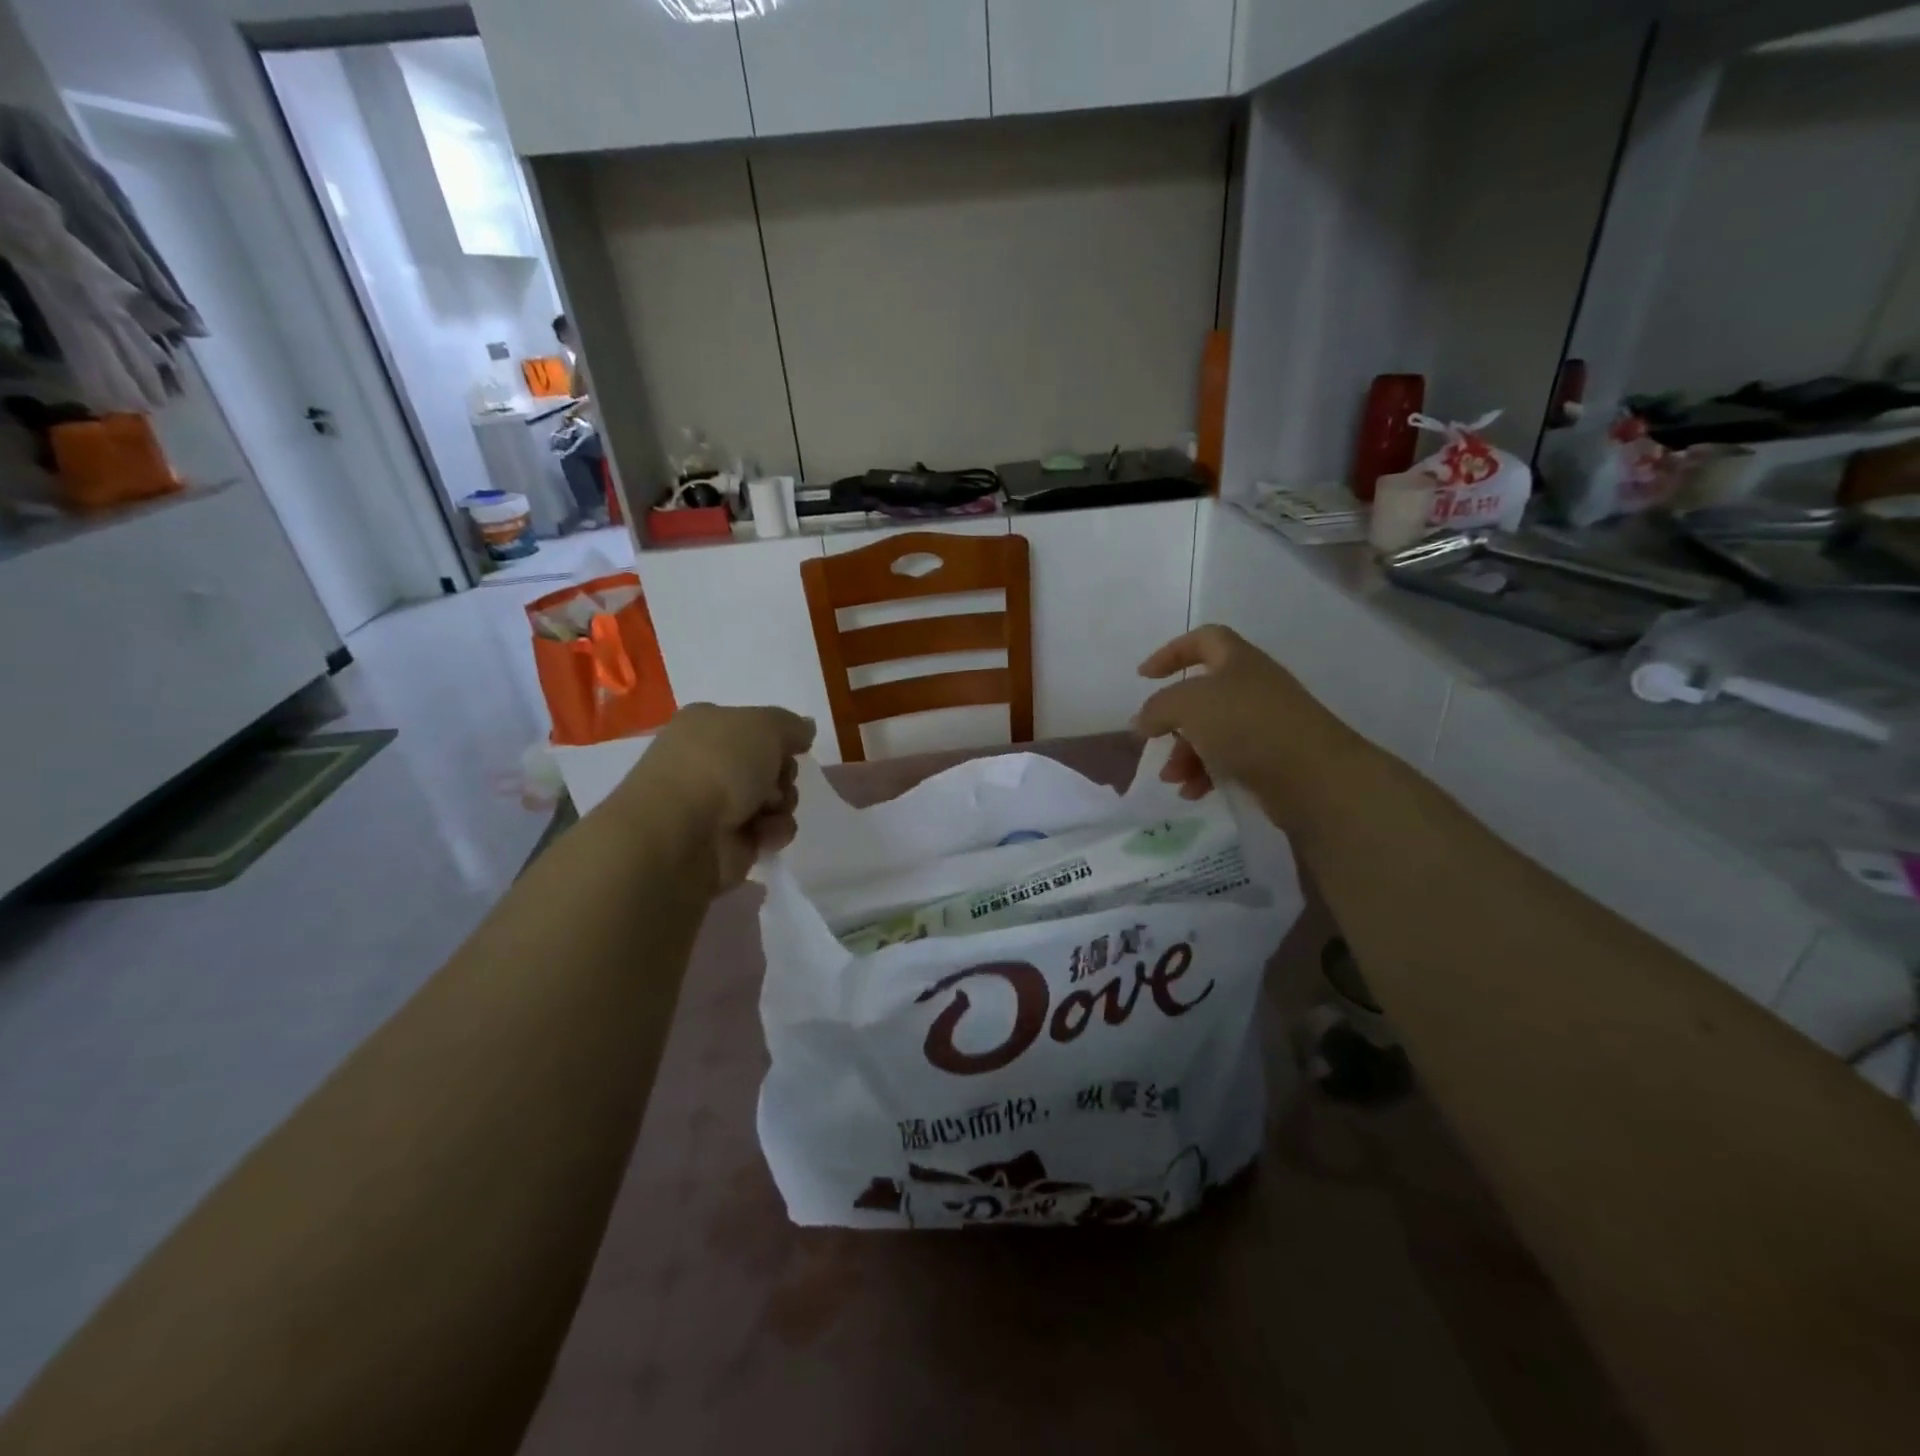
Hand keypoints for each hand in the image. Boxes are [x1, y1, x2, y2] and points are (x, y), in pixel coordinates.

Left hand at [614, 704, 815, 889]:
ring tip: (770, 810)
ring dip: (783, 804)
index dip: (776, 736)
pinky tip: (764, 835)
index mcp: (705, 726)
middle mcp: (707, 763)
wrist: (680, 833)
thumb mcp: (766, 725)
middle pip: (768, 765)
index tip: (790, 747)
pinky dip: (773, 832)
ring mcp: (715, 806)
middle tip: (777, 781)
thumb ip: (792, 725)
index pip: (751, 726)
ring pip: (772, 800)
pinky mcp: (726, 844)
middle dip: (783, 774)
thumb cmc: (719, 765)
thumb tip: (805, 729)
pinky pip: (767, 833)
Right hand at [1133, 625, 1353, 820]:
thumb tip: (1142, 721)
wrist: (1314, 776)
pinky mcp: (1272, 758)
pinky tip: (1194, 792)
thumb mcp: (1188, 705)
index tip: (1144, 676)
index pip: (1203, 639)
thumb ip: (1157, 708)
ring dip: (1185, 754)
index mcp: (1238, 661)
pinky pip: (1228, 759)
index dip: (1171, 652)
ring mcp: (1265, 723)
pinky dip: (1206, 773)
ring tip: (1172, 779)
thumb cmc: (1246, 725)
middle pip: (1202, 695)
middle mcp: (1253, 686)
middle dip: (1173, 720)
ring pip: (1212, 732)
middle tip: (1153, 740)